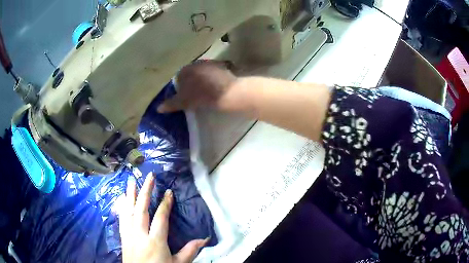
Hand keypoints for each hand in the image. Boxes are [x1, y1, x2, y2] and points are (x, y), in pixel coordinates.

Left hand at [119, 174, 208, 262]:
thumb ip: (189, 251)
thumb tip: (205, 239)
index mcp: (155, 241)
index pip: (160, 218)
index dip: (165, 204)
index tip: (168, 192)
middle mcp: (139, 234)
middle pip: (141, 209)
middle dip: (145, 191)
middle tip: (149, 177)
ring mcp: (128, 235)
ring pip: (128, 211)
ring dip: (130, 195)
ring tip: (131, 181)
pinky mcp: (122, 237)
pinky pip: (121, 219)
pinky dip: (122, 207)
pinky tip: (122, 200)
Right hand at [158, 61, 237, 112]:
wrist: (228, 93)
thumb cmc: (202, 95)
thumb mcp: (184, 101)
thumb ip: (171, 103)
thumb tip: (158, 108)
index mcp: (186, 69)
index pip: (178, 77)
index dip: (180, 88)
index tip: (183, 97)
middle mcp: (198, 63)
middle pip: (191, 74)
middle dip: (191, 83)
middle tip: (193, 96)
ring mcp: (211, 64)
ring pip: (202, 74)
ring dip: (202, 81)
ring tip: (205, 93)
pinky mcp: (223, 68)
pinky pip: (213, 74)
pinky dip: (212, 81)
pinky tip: (215, 89)